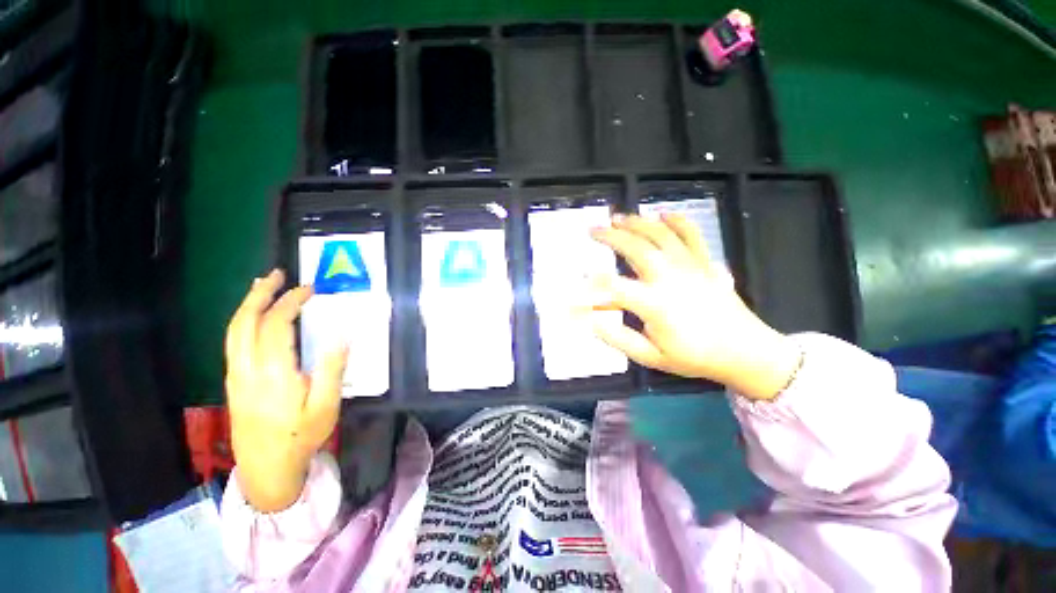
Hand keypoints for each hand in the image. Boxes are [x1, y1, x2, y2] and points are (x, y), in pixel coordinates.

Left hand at [225, 269, 347, 511]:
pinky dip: (243, 321)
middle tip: (276, 274)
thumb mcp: (326, 406)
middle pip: (245, 322)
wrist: (266, 468)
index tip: (310, 290)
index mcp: (273, 373)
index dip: (291, 302)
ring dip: (247, 304)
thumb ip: (333, 369)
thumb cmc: (301, 436)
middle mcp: (247, 369)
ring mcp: (236, 375)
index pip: (276, 325)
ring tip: (262, 286)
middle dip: (260, 293)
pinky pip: (233, 342)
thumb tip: (342, 334)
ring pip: (233, 331)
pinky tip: (254, 316)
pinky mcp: (234, 381)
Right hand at [590, 214, 800, 399]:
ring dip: (637, 223)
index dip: (589, 284)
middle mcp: (670, 278)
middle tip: (593, 230)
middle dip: (610, 236)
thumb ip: (617, 338)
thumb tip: (590, 321)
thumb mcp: (650, 357)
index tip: (576, 282)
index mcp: (655, 303)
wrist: (745, 352)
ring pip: (660, 234)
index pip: (613, 287)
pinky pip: (692, 234)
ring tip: (618, 218)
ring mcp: (690, 266)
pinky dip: (677, 220)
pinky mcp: (705, 262)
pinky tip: (663, 213)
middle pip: (635, 248)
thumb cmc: (694, 357)